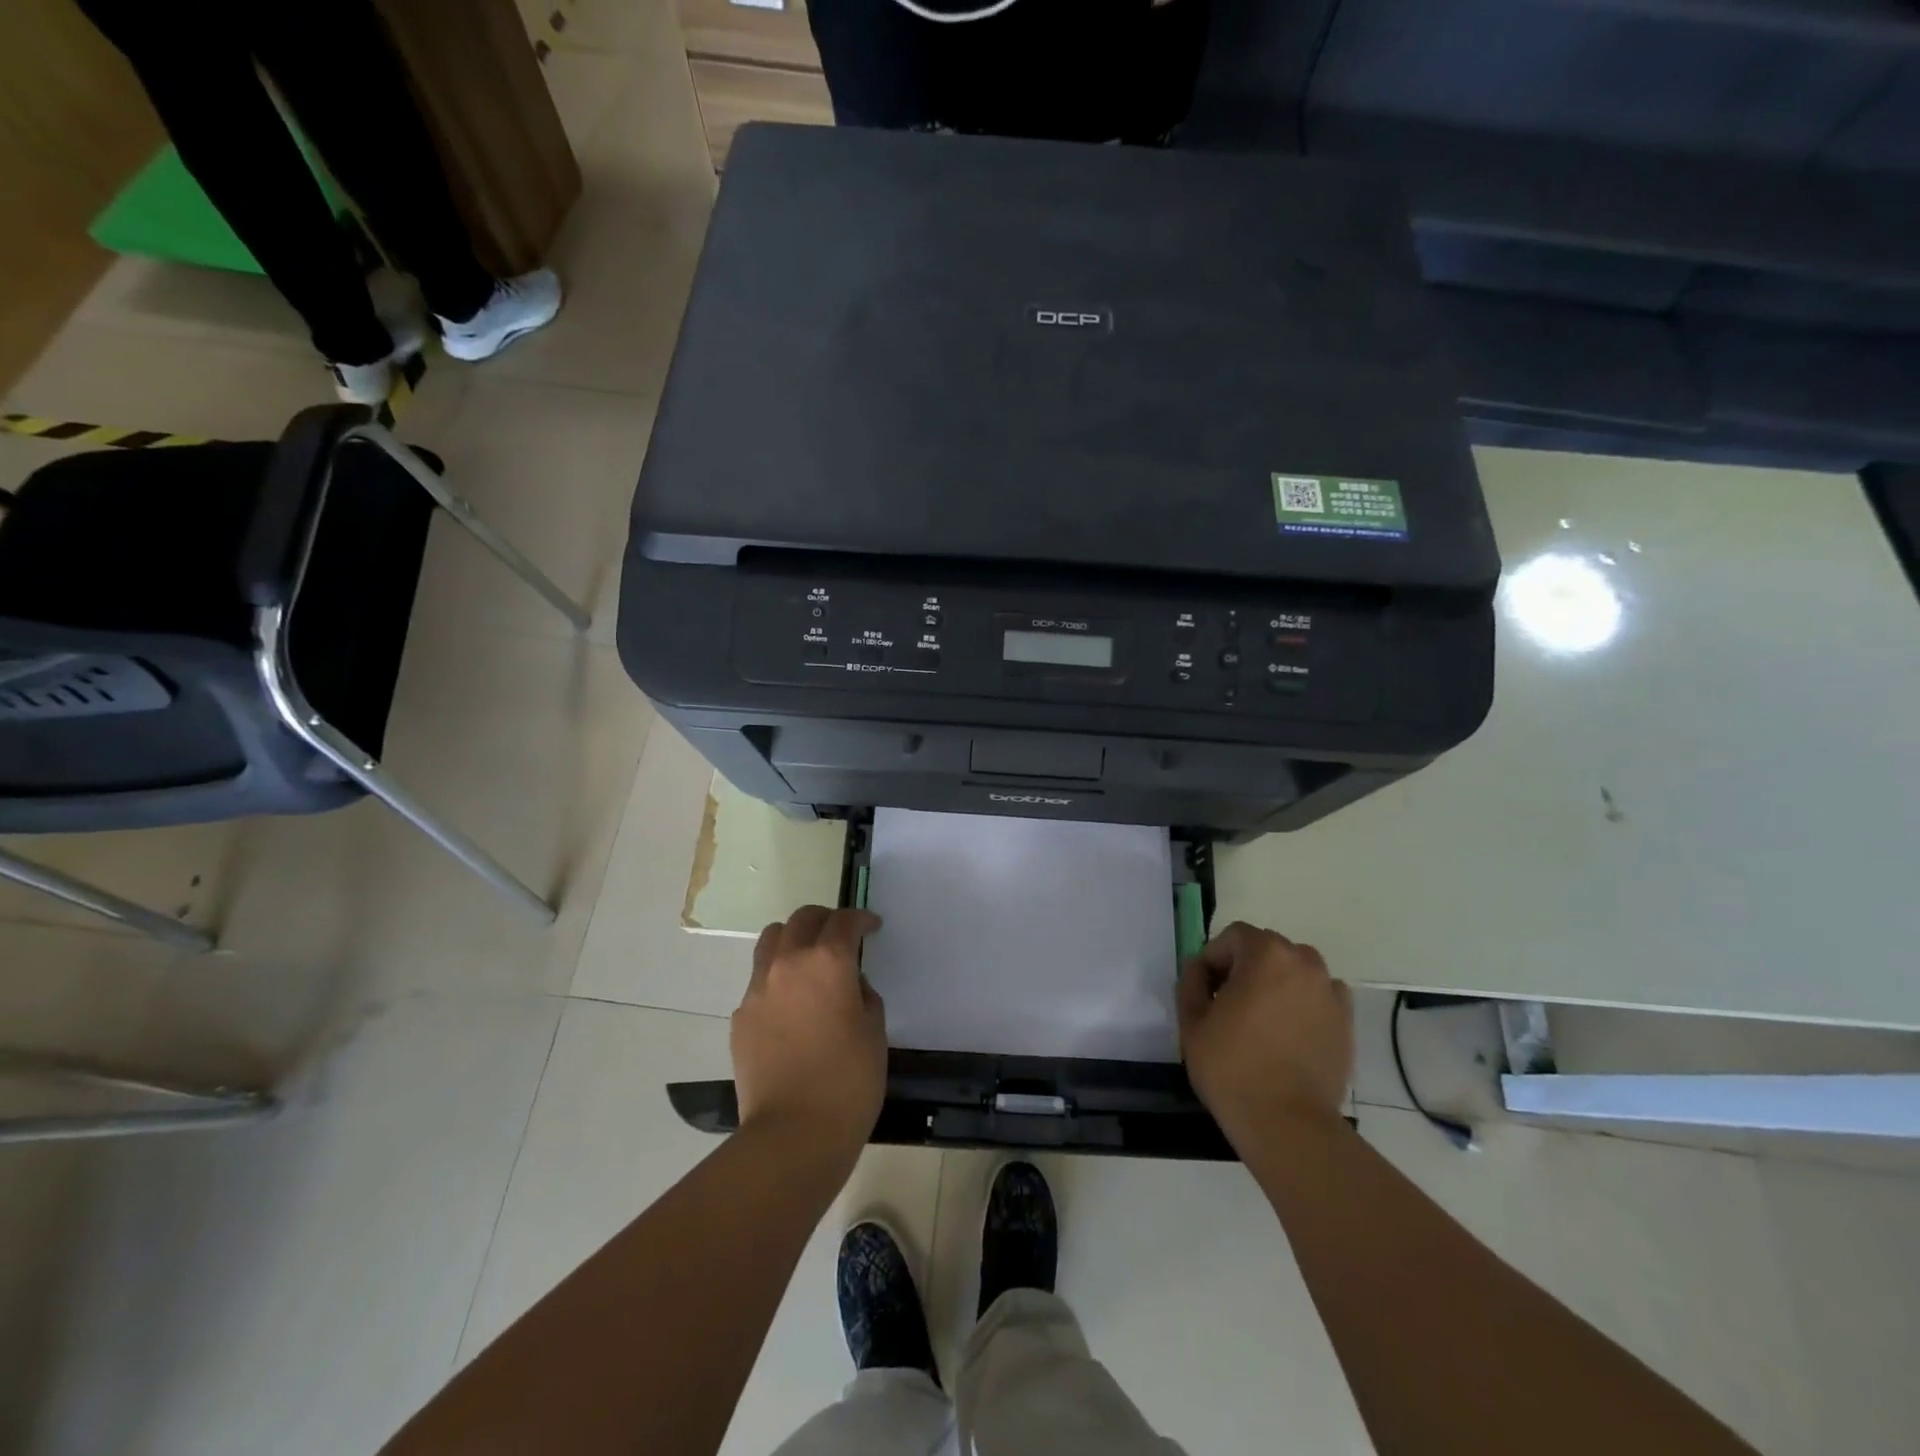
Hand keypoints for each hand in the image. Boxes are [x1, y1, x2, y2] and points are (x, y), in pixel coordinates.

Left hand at [732, 906, 886, 1157]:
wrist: (792, 1133)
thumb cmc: (848, 1081)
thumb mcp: (874, 1031)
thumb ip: (863, 994)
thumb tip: (850, 984)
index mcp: (828, 961)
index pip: (844, 921)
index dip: (861, 919)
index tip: (872, 927)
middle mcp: (789, 963)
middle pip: (803, 919)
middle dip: (825, 920)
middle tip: (841, 937)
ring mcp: (758, 988)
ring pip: (772, 939)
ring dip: (794, 939)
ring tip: (808, 961)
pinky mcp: (741, 1015)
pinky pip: (759, 979)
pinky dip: (777, 977)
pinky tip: (791, 1006)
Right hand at [1177, 922, 1353, 1143]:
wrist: (1287, 1123)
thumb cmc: (1232, 1067)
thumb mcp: (1192, 1020)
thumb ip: (1191, 981)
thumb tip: (1199, 968)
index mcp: (1266, 954)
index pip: (1233, 936)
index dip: (1214, 959)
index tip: (1206, 992)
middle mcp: (1304, 963)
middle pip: (1267, 949)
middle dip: (1245, 968)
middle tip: (1228, 1005)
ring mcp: (1330, 992)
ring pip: (1295, 971)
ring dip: (1275, 983)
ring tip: (1261, 1020)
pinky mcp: (1346, 1022)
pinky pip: (1319, 996)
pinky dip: (1303, 1003)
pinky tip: (1288, 1033)